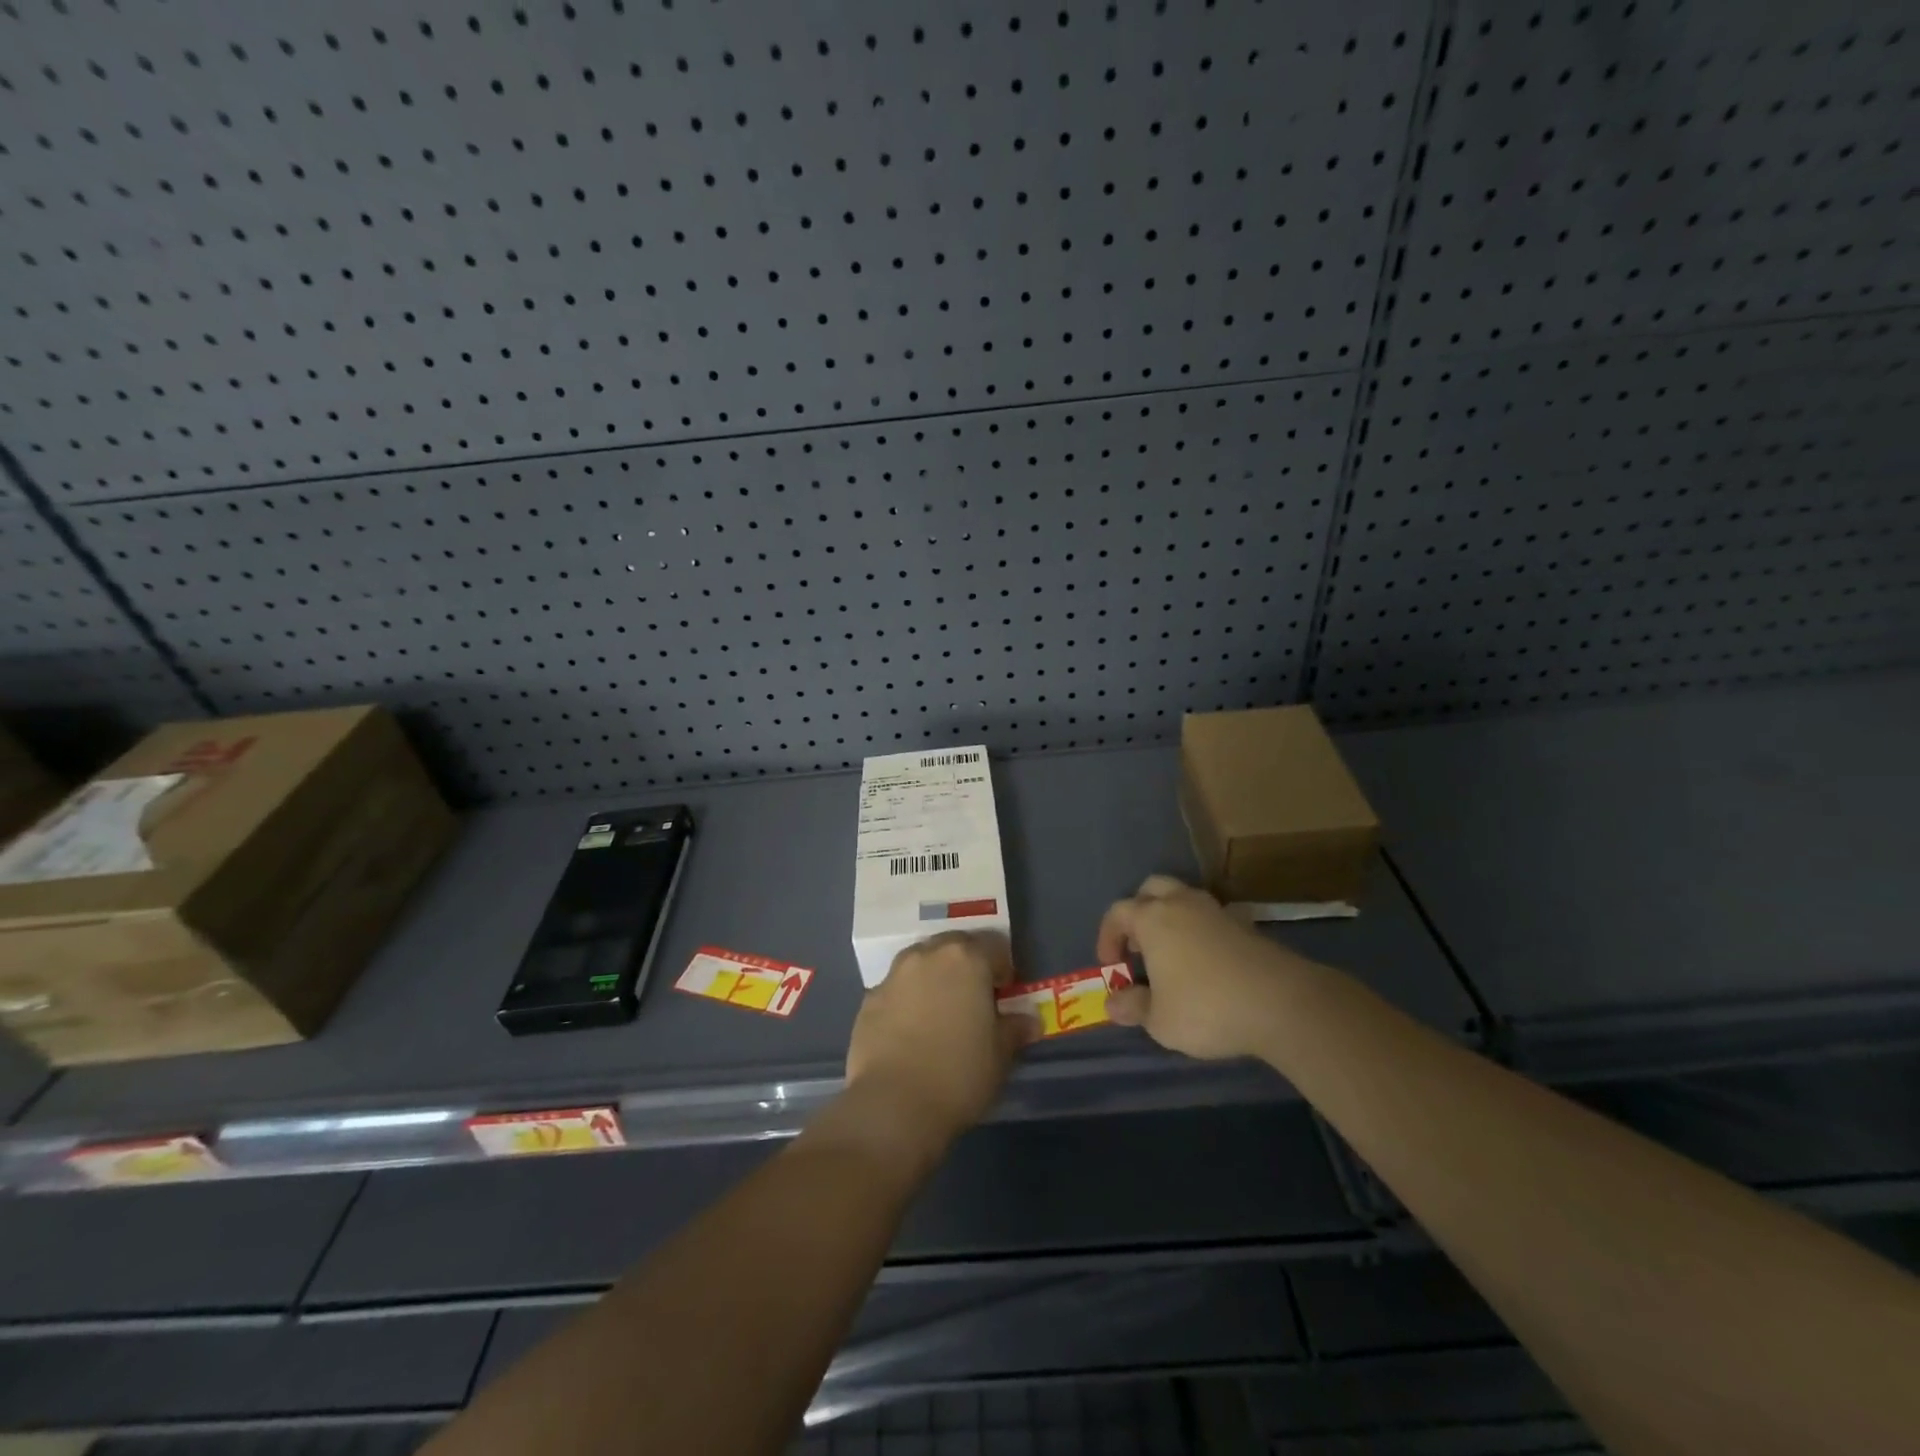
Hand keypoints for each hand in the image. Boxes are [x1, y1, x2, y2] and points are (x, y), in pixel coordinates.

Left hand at [844, 931, 1039, 1147]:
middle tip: (973, 998)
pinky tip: (910, 1032)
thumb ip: (1015, 1029)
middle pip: (953, 947)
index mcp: (966, 959)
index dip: (1003, 968)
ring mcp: (894, 975)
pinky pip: (896, 990)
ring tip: (940, 1012)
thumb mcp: (1001, 1055)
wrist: (893, 1105)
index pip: (993, 946)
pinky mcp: (868, 1000)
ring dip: (933, 978)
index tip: (1004, 994)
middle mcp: (928, 955)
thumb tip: (1028, 1021)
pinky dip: (906, 1001)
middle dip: (966, 965)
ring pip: (920, 964)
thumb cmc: (959, 1074)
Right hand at [1100, 875, 1310, 1060]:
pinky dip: (1200, 932)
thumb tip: (1113, 1003)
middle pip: (1151, 889)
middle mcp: (1181, 903)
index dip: (1107, 936)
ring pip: (1184, 899)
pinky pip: (1210, 918)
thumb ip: (1133, 1007)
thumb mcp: (1159, 1020)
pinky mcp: (1246, 925)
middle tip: (1139, 946)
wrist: (1281, 1002)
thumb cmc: (1206, 1008)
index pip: (1117, 912)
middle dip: (1139, 912)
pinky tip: (1205, 964)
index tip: (1110, 966)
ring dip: (1171, 919)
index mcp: (1152, 918)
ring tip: (1171, 956)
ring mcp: (1216, 911)